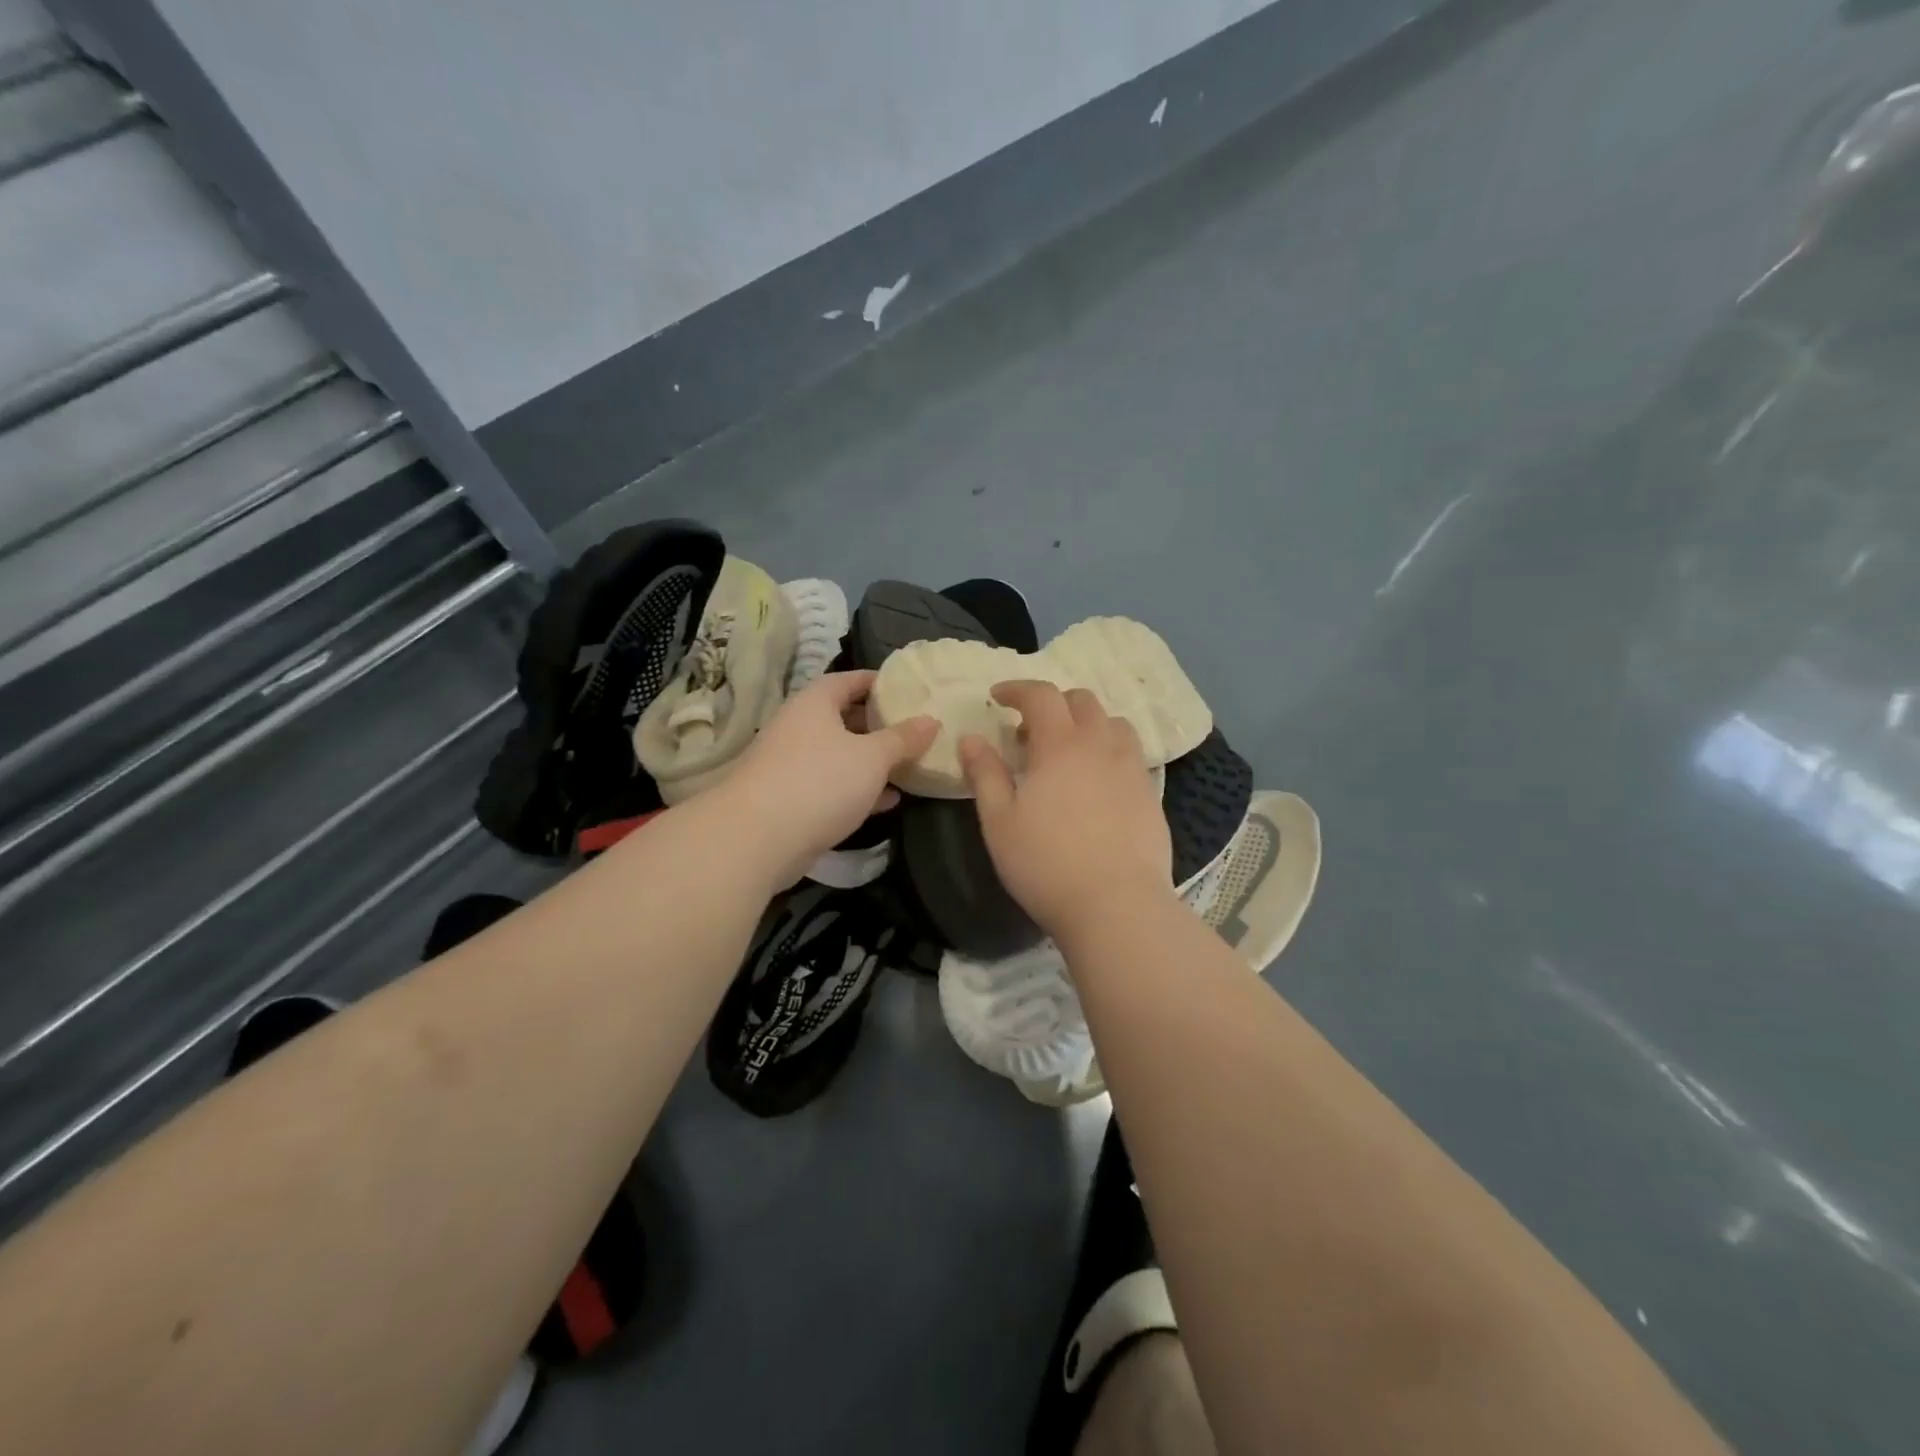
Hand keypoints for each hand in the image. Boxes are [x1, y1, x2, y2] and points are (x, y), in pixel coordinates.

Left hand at [722, 671, 936, 886]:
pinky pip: (831, 786)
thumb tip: (931, 720)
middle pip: (844, 717)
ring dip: (871, 761)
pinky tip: (888, 800)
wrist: (757, 839)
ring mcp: (791, 765)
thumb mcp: (873, 757)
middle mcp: (799, 728)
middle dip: (879, 724)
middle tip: (914, 729)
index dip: (879, 681)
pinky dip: (858, 789)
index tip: (908, 688)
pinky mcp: (791, 799)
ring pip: (839, 755)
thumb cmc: (820, 782)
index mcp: (815, 704)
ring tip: (909, 765)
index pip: (849, 680)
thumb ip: (903, 738)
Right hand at [961, 681, 1173, 941]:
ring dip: (1087, 724)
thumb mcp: (999, 821)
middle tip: (1030, 733)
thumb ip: (984, 774)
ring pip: (1113, 724)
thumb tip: (970, 738)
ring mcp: (1132, 769)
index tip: (998, 698)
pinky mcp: (1151, 794)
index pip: (1041, 695)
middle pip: (1082, 701)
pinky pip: (1130, 754)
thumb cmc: (1046, 864)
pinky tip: (1097, 783)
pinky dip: (1109, 751)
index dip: (1017, 689)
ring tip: (1068, 753)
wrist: (1116, 905)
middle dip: (1053, 704)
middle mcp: (1100, 745)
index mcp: (1060, 745)